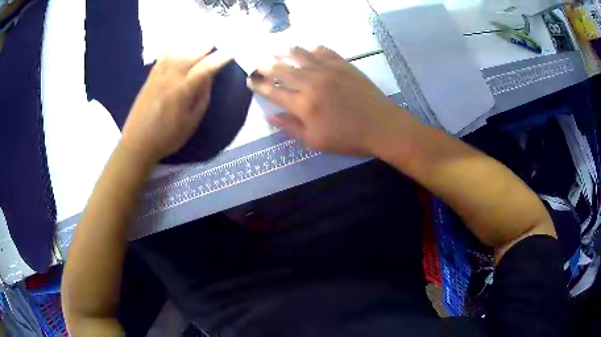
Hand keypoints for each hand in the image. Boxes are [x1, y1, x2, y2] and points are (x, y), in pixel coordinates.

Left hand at [121, 49, 231, 162]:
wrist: (137, 143)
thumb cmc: (167, 137)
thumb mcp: (191, 123)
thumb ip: (202, 98)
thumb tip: (209, 78)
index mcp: (183, 89)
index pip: (206, 67)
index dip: (221, 58)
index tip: (231, 53)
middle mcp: (171, 76)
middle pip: (192, 53)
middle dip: (207, 46)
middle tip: (217, 44)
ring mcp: (159, 74)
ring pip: (178, 51)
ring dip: (191, 46)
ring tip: (199, 45)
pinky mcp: (150, 77)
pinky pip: (163, 56)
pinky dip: (174, 50)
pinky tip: (178, 51)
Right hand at [248, 46, 403, 155]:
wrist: (382, 126)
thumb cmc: (348, 138)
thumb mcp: (315, 141)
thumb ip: (290, 127)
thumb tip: (269, 115)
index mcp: (303, 105)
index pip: (273, 92)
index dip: (259, 86)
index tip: (250, 81)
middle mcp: (311, 82)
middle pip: (282, 69)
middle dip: (266, 65)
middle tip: (259, 64)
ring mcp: (328, 70)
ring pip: (299, 55)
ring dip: (285, 53)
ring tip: (278, 53)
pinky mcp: (342, 64)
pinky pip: (321, 50)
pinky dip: (310, 50)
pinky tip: (307, 51)